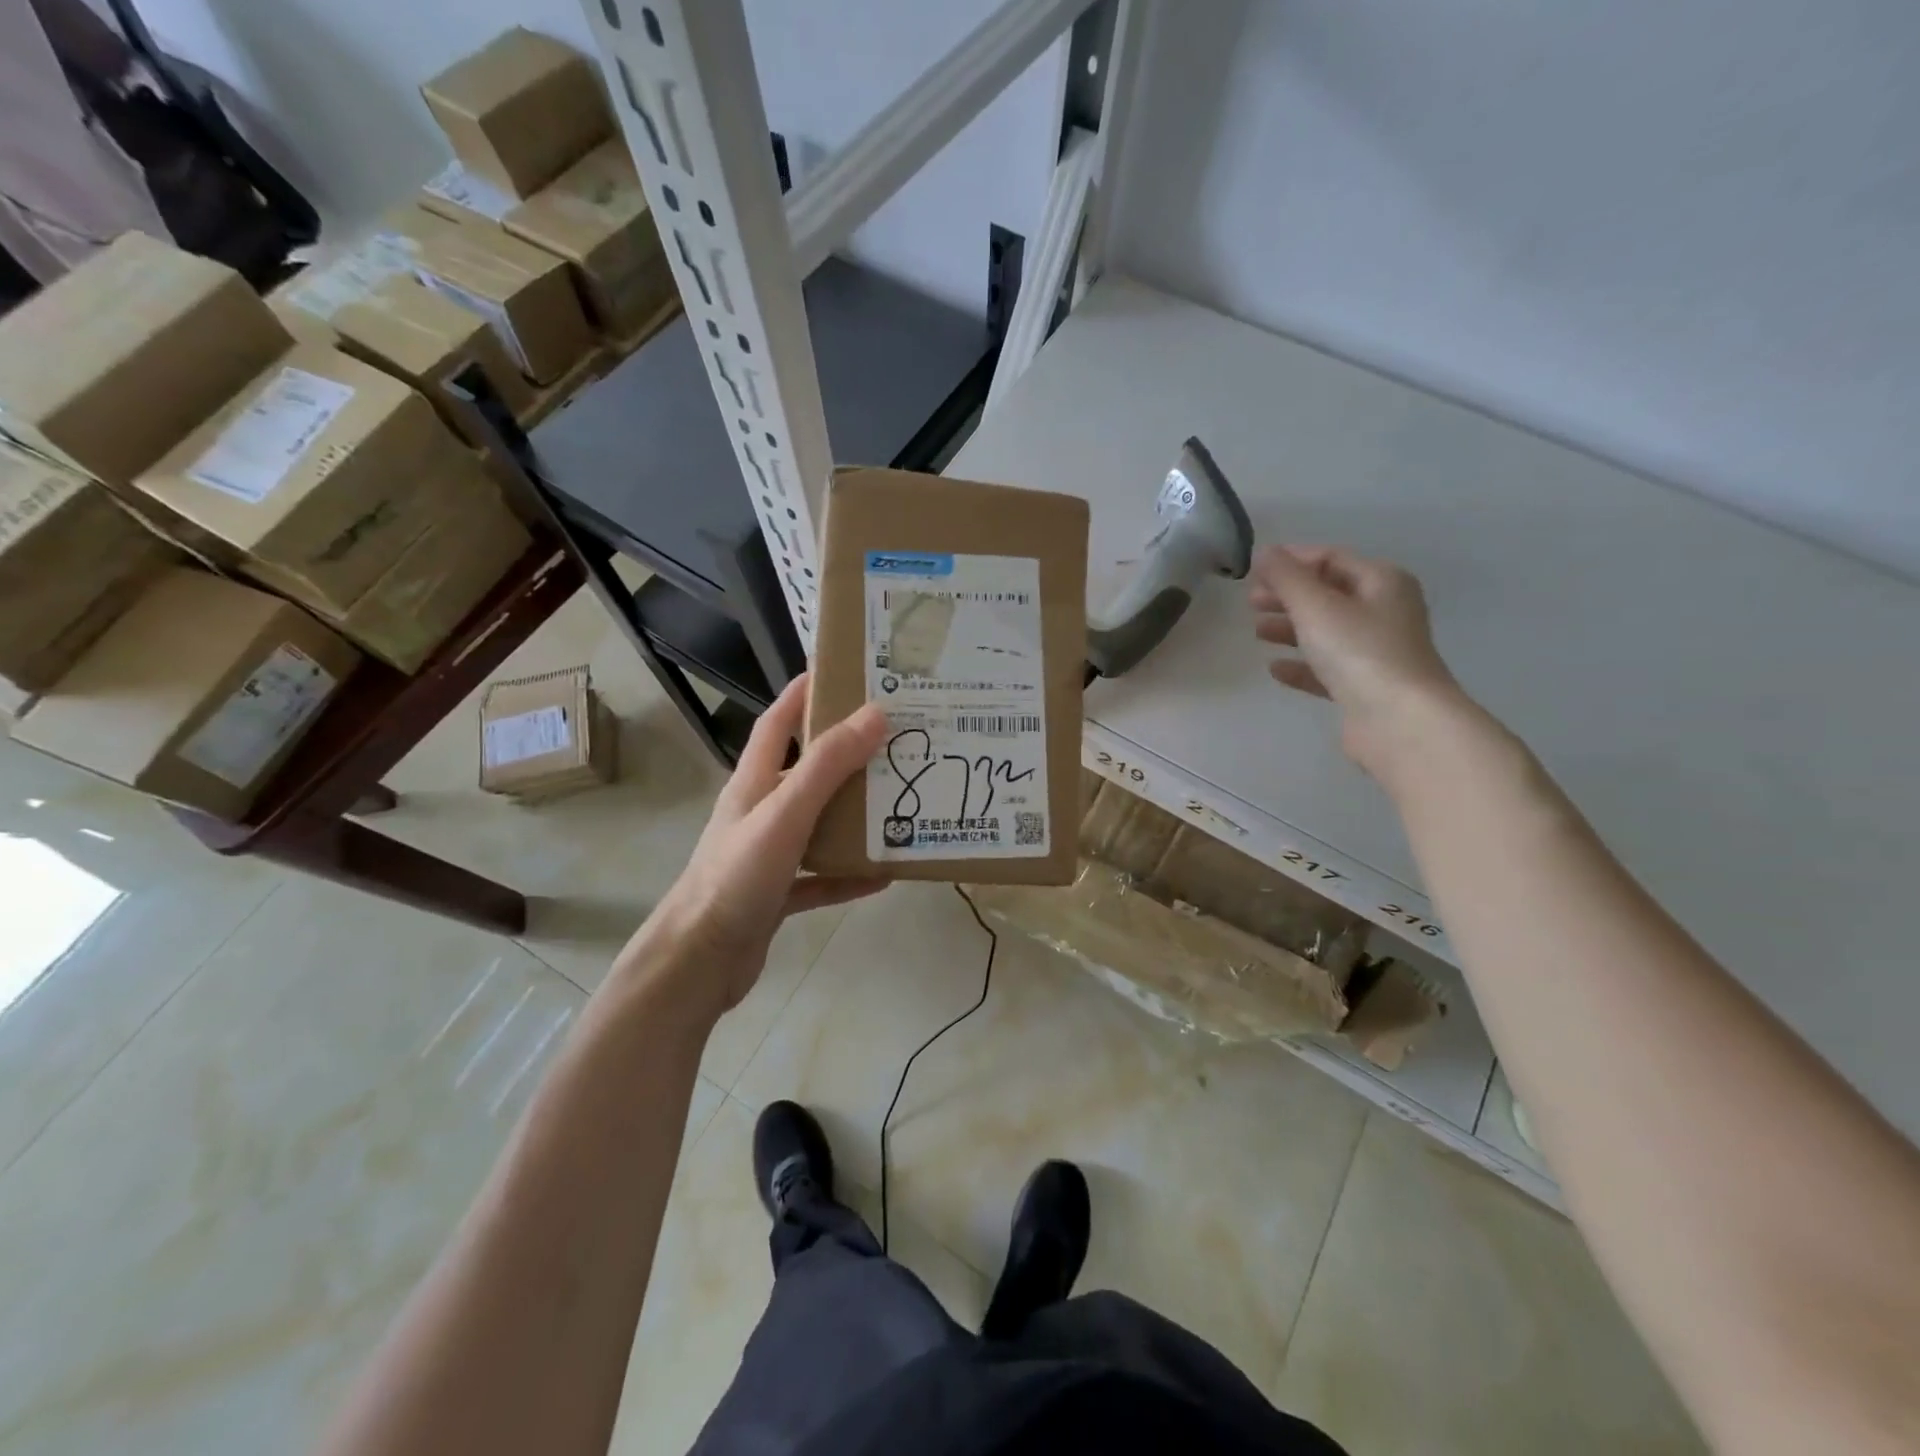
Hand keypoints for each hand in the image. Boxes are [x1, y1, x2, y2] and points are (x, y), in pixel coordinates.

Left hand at [621, 674, 889, 1019]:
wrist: (698, 962)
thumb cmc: (737, 876)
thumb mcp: (785, 812)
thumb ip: (828, 765)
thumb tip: (875, 713)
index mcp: (754, 782)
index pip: (779, 722)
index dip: (804, 692)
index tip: (843, 671)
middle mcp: (760, 811)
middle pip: (806, 771)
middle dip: (845, 753)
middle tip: (895, 739)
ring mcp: (769, 854)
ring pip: (818, 824)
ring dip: (854, 814)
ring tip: (900, 801)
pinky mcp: (777, 894)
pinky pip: (822, 877)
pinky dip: (849, 873)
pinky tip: (884, 873)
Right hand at [1248, 544, 1464, 771]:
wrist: (1400, 721)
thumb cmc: (1360, 652)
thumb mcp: (1316, 606)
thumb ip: (1286, 577)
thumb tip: (1265, 552)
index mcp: (1382, 582)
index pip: (1332, 559)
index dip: (1292, 560)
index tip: (1255, 569)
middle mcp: (1385, 612)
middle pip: (1328, 595)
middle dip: (1288, 596)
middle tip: (1250, 603)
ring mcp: (1377, 652)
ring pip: (1326, 631)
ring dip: (1290, 629)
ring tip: (1257, 633)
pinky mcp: (1366, 687)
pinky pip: (1327, 668)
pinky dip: (1301, 664)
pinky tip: (1275, 669)